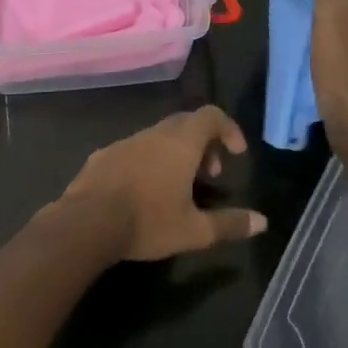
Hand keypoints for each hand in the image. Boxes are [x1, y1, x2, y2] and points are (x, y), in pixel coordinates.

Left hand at [61, 107, 267, 262]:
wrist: (84, 224)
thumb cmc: (147, 223)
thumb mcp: (194, 231)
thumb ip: (229, 223)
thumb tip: (262, 221)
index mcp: (179, 143)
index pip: (210, 116)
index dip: (228, 129)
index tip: (236, 153)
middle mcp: (151, 135)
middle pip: (184, 124)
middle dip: (203, 143)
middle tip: (210, 173)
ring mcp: (122, 143)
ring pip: (156, 137)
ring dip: (174, 153)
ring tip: (178, 186)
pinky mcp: (100, 157)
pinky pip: (132, 150)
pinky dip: (147, 161)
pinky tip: (142, 192)